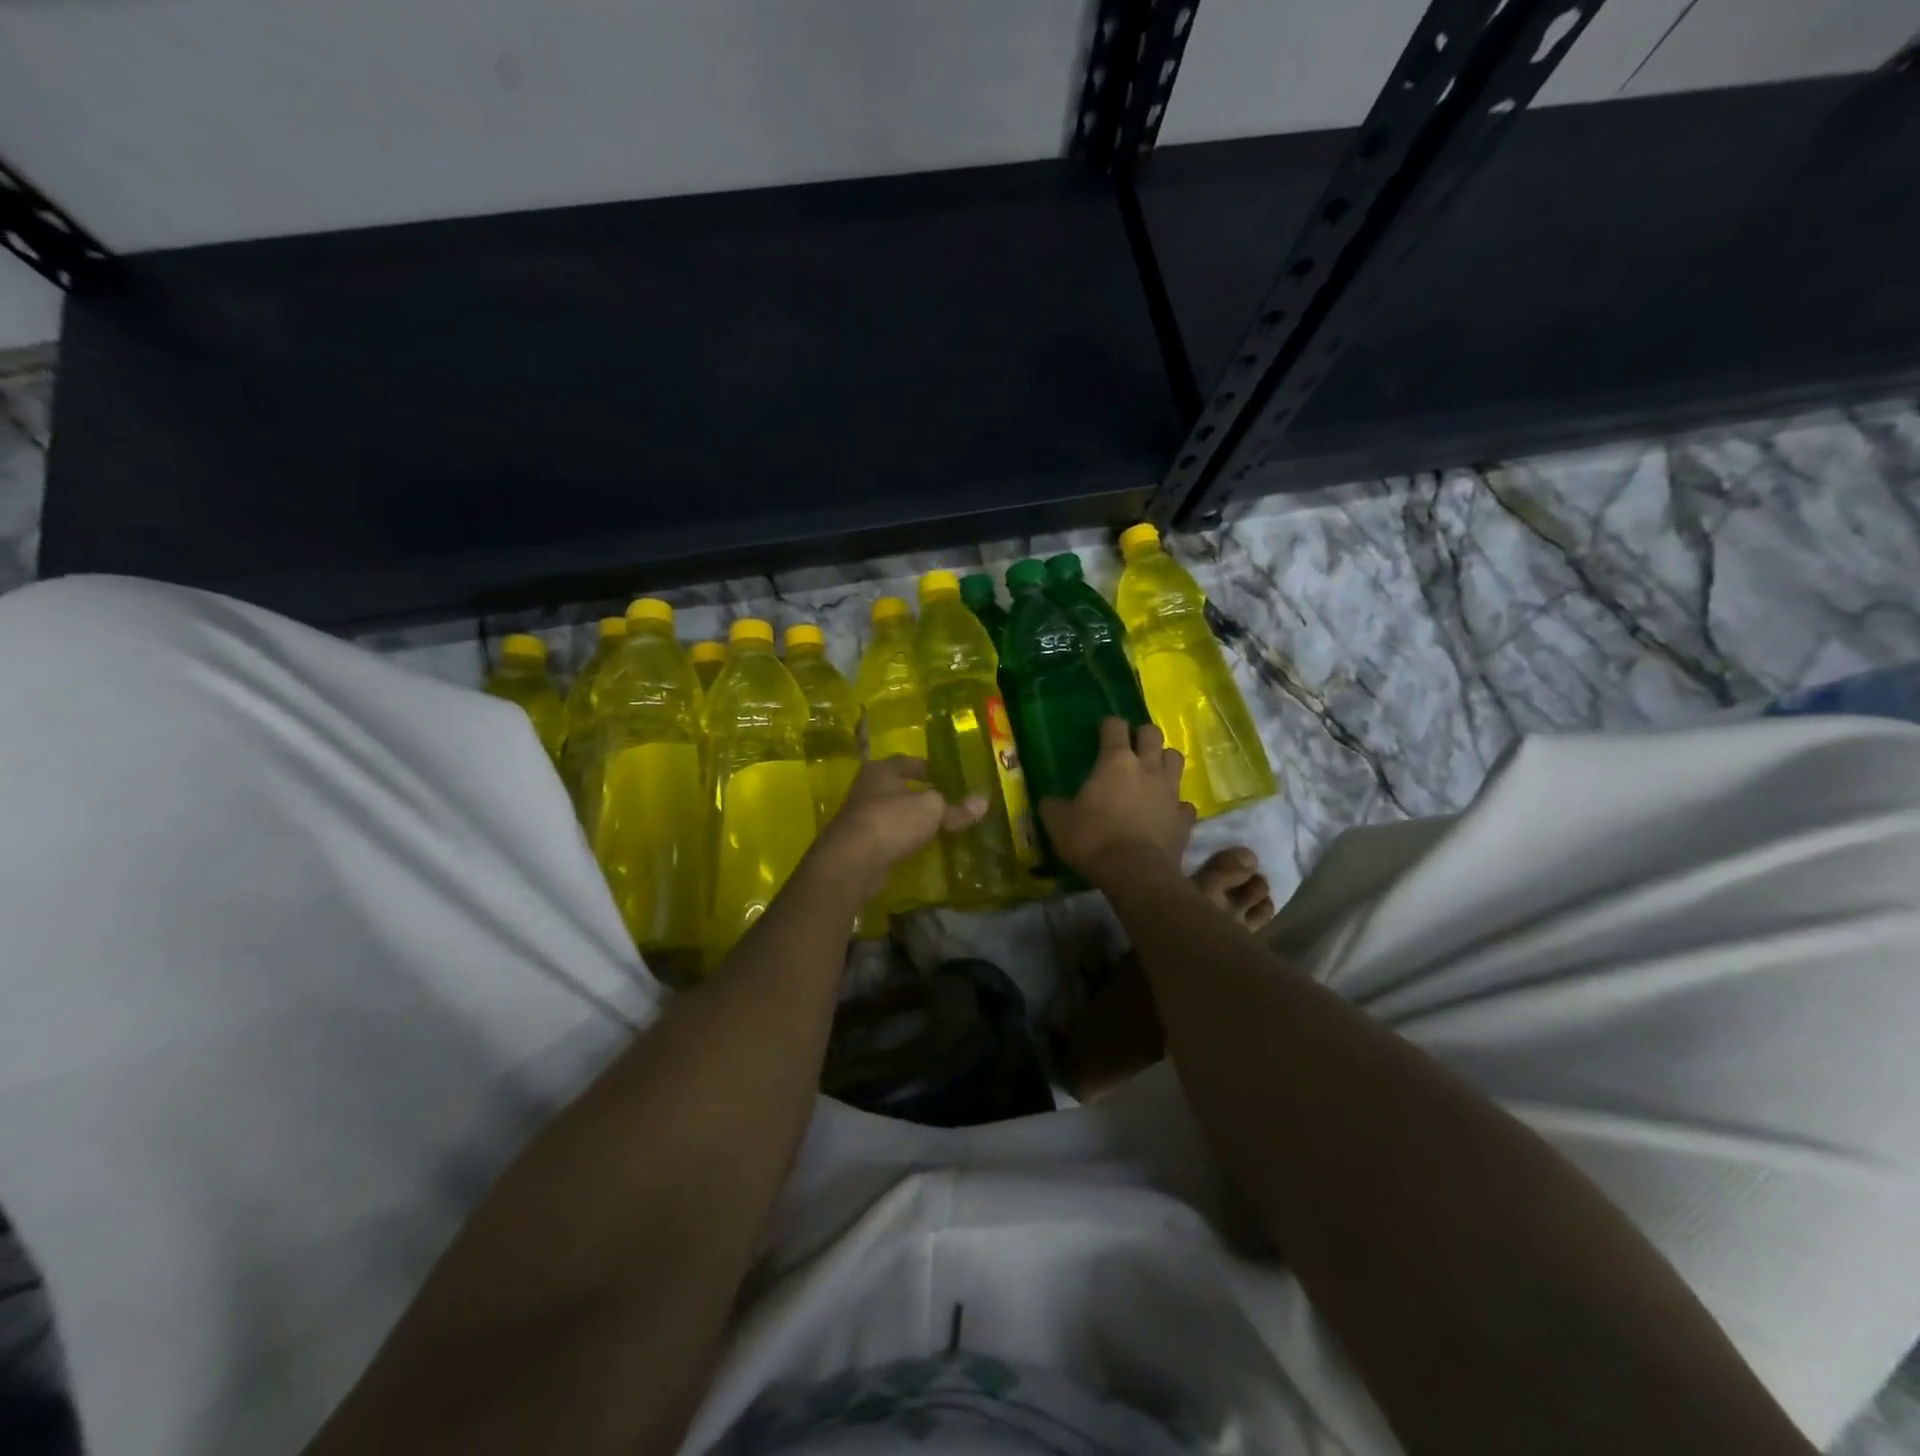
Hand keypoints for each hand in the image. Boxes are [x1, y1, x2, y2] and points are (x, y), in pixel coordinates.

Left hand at [812, 756, 985, 900]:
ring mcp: (861, 817)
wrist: (852, 862)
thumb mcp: (931, 810)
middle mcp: (867, 788)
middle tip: (947, 801)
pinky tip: (919, 845)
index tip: (948, 776)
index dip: (929, 768)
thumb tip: (983, 802)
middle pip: (899, 788)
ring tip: (937, 825)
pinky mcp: (860, 844)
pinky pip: (889, 836)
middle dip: (920, 794)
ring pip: (893, 813)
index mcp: (881, 770)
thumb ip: (955, 807)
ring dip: (911, 819)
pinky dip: (903, 838)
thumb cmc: (892, 821)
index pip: (908, 762)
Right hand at [1040, 718, 1194, 884]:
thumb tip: (1049, 801)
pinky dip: (1176, 804)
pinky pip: (1184, 803)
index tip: (1102, 730)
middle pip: (1152, 734)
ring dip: (1164, 761)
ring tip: (1152, 772)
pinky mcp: (1184, 818)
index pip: (1115, 727)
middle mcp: (1147, 768)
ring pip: (1175, 759)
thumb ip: (1054, 806)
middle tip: (1130, 747)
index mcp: (1115, 762)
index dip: (1108, 725)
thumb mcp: (1059, 822)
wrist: (1135, 873)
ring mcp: (1170, 792)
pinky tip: (1166, 811)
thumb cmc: (1093, 839)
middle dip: (1142, 735)